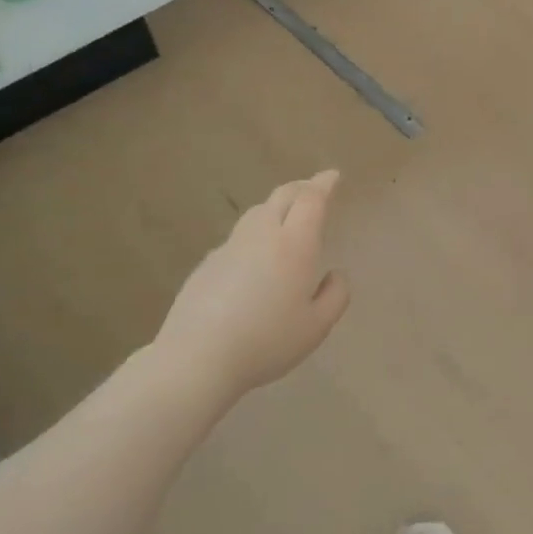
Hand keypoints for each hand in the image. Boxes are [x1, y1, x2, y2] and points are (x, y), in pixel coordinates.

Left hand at [149, 171, 350, 401]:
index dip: (323, 184)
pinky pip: (238, 238)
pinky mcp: (207, 264)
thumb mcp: (317, 327)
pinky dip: (255, 234)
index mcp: (294, 245)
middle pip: (282, 196)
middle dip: (302, 187)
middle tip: (315, 188)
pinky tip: (256, 258)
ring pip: (257, 213)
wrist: (197, 357)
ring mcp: (229, 247)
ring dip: (277, 207)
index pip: (311, 199)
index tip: (333, 175)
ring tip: (287, 218)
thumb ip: (336, 296)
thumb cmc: (267, 341)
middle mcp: (261, 236)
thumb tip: (335, 274)